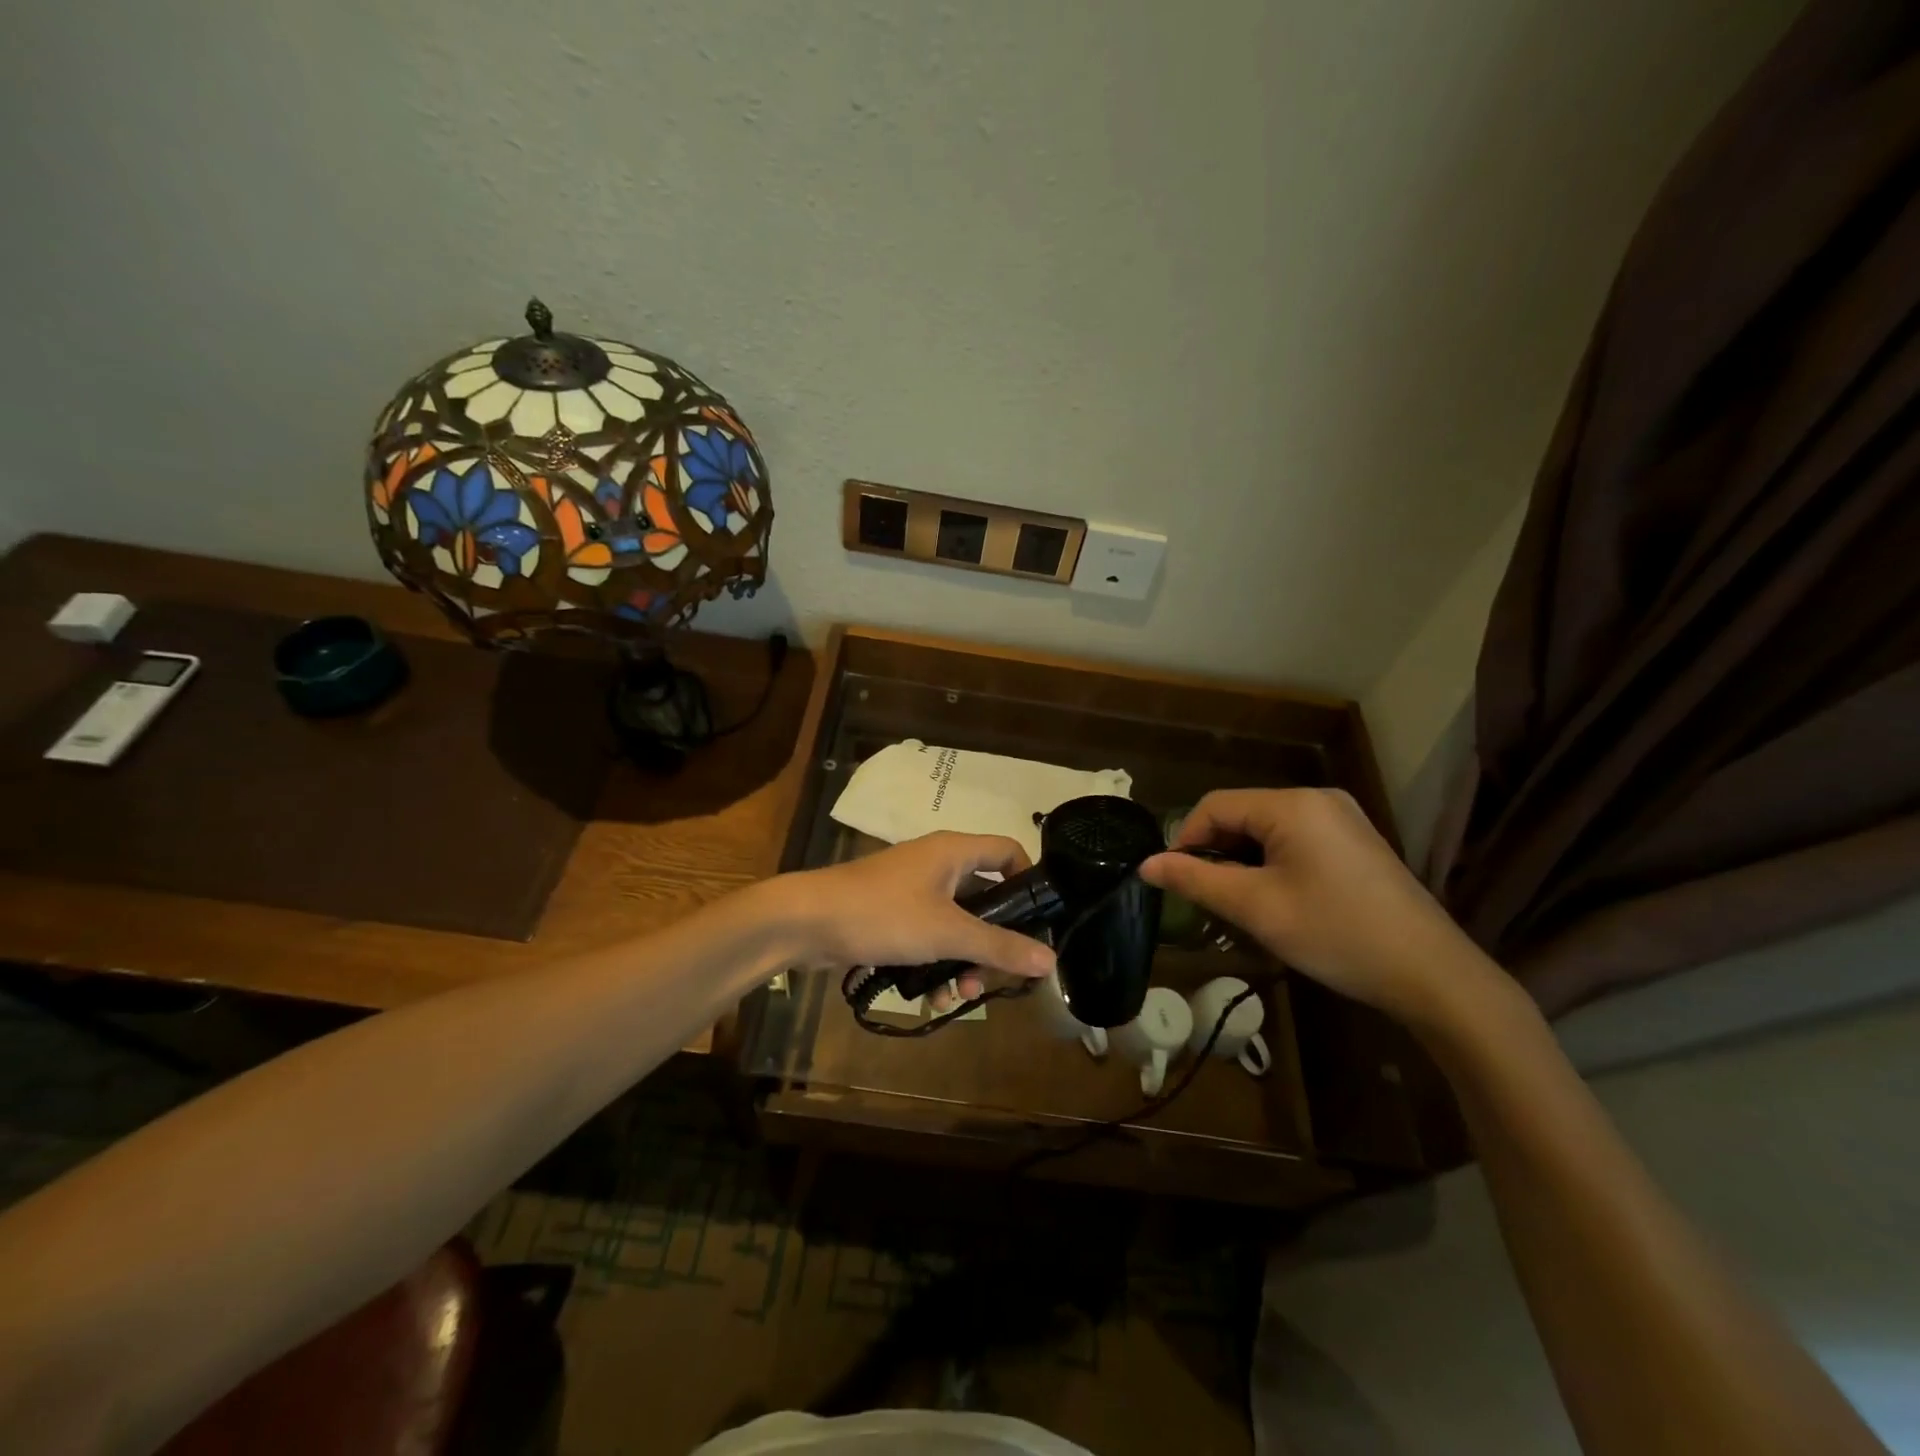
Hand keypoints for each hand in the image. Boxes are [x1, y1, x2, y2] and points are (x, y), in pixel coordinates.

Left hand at [767, 832, 1055, 1006]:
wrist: (807, 921)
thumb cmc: (883, 914)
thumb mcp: (947, 933)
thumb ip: (999, 946)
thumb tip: (1051, 960)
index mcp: (955, 852)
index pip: (1009, 852)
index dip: (1030, 882)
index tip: (1039, 923)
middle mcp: (938, 865)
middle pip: (986, 898)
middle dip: (993, 942)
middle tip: (997, 976)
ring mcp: (914, 891)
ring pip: (957, 925)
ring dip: (964, 961)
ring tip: (959, 994)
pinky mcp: (894, 916)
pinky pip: (930, 938)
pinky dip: (936, 964)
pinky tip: (931, 998)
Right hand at [1139, 788, 1483, 1026]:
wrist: (1432, 974)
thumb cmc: (1335, 934)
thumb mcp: (1255, 908)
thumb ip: (1196, 881)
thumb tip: (1146, 865)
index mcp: (1292, 805)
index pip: (1215, 806)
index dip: (1185, 839)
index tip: (1174, 881)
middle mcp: (1318, 799)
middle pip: (1242, 814)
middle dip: (1216, 852)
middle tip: (1206, 898)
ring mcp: (1342, 818)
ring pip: (1267, 828)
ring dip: (1243, 860)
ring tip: (1238, 902)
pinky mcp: (1356, 842)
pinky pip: (1296, 839)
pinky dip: (1273, 862)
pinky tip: (1276, 898)